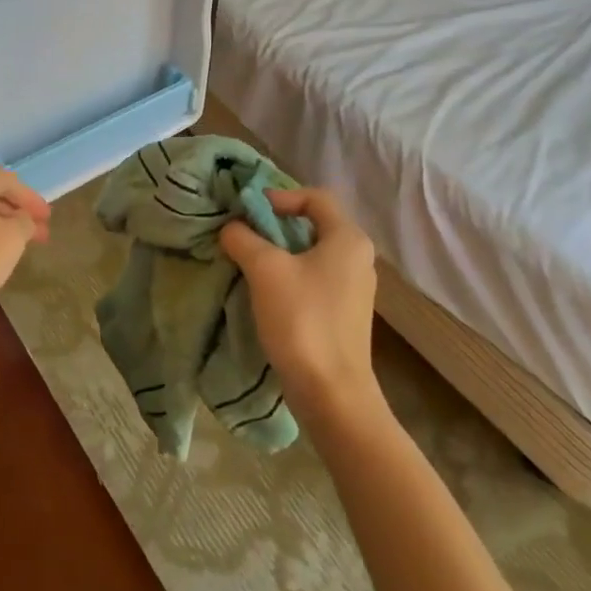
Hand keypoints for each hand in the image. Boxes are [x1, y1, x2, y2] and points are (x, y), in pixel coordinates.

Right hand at [220, 188, 382, 422]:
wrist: (332, 394)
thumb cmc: (302, 319)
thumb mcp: (264, 269)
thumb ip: (243, 238)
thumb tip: (232, 227)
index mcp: (348, 239)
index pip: (315, 197)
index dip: (280, 196)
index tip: (249, 211)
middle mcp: (358, 258)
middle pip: (312, 225)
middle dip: (275, 225)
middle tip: (243, 234)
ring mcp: (354, 289)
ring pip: (311, 254)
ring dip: (279, 253)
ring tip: (248, 263)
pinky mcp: (344, 315)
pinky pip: (314, 280)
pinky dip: (289, 277)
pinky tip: (266, 293)